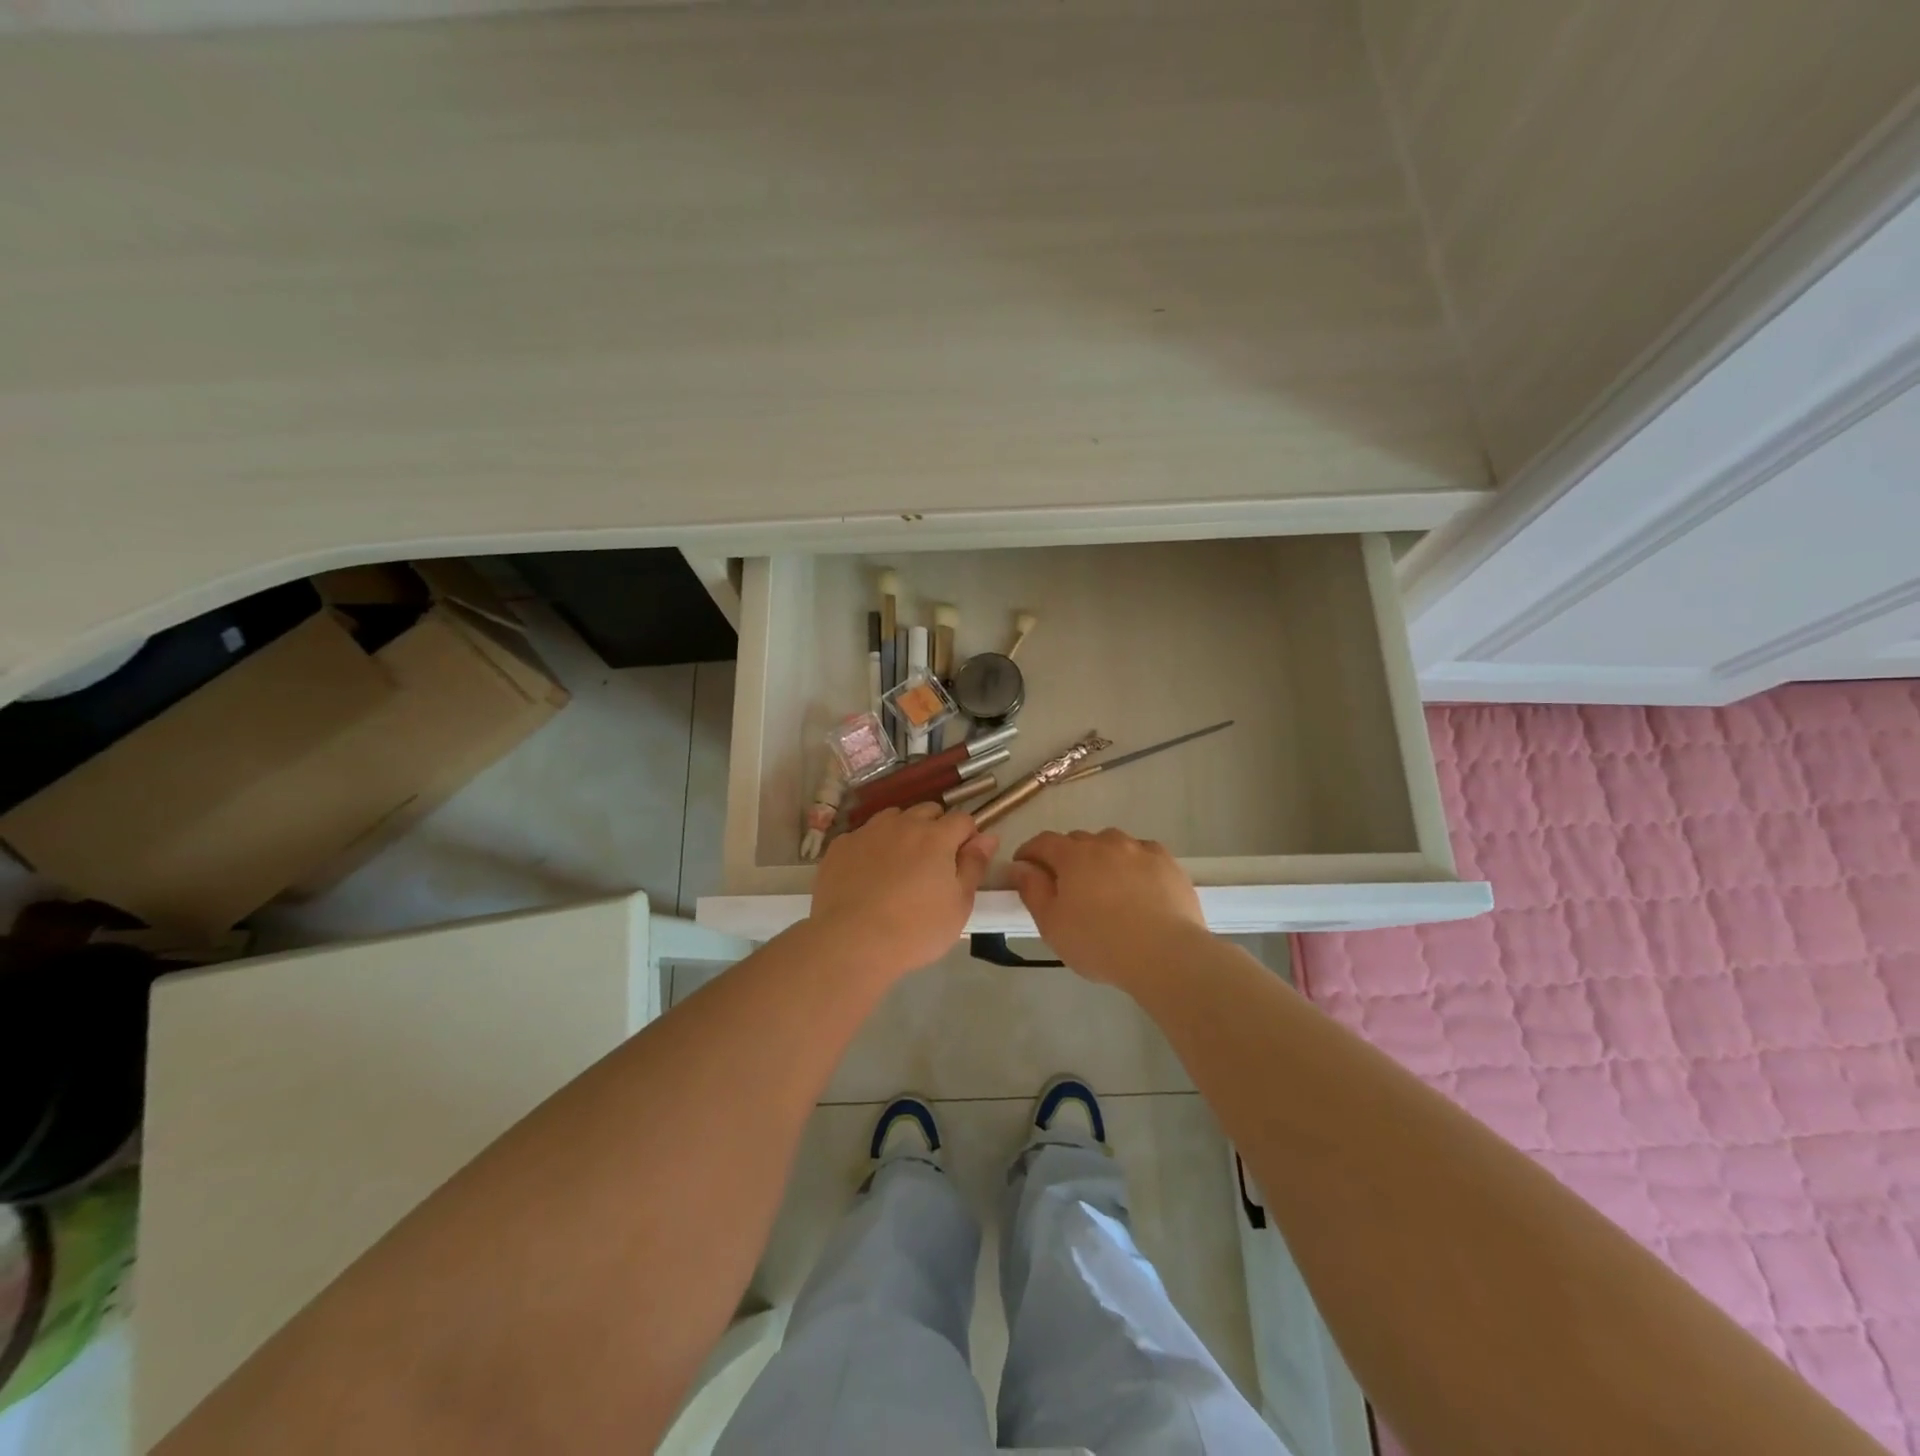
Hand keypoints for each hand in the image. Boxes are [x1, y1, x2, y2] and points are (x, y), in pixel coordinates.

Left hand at [809, 803, 998, 979]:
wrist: (851, 942)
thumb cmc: (915, 929)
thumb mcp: (959, 905)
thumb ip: (974, 865)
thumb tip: (988, 837)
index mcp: (936, 836)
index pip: (962, 818)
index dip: (968, 836)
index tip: (964, 860)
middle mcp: (902, 824)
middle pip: (928, 811)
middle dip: (936, 828)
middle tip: (933, 864)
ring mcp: (867, 832)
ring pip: (893, 818)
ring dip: (903, 832)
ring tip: (900, 865)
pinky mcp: (840, 846)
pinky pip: (863, 836)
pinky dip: (872, 847)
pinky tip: (867, 875)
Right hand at [1010, 828, 1207, 985]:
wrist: (1165, 954)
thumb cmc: (1099, 943)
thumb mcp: (1052, 925)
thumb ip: (1032, 890)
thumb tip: (1020, 867)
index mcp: (1073, 856)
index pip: (1043, 842)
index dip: (1030, 852)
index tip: (1024, 867)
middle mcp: (1105, 842)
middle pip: (1077, 840)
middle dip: (1065, 856)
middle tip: (1065, 885)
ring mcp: (1139, 849)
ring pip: (1111, 843)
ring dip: (1101, 856)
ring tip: (1104, 884)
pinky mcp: (1167, 862)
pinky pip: (1142, 853)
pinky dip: (1132, 863)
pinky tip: (1137, 885)